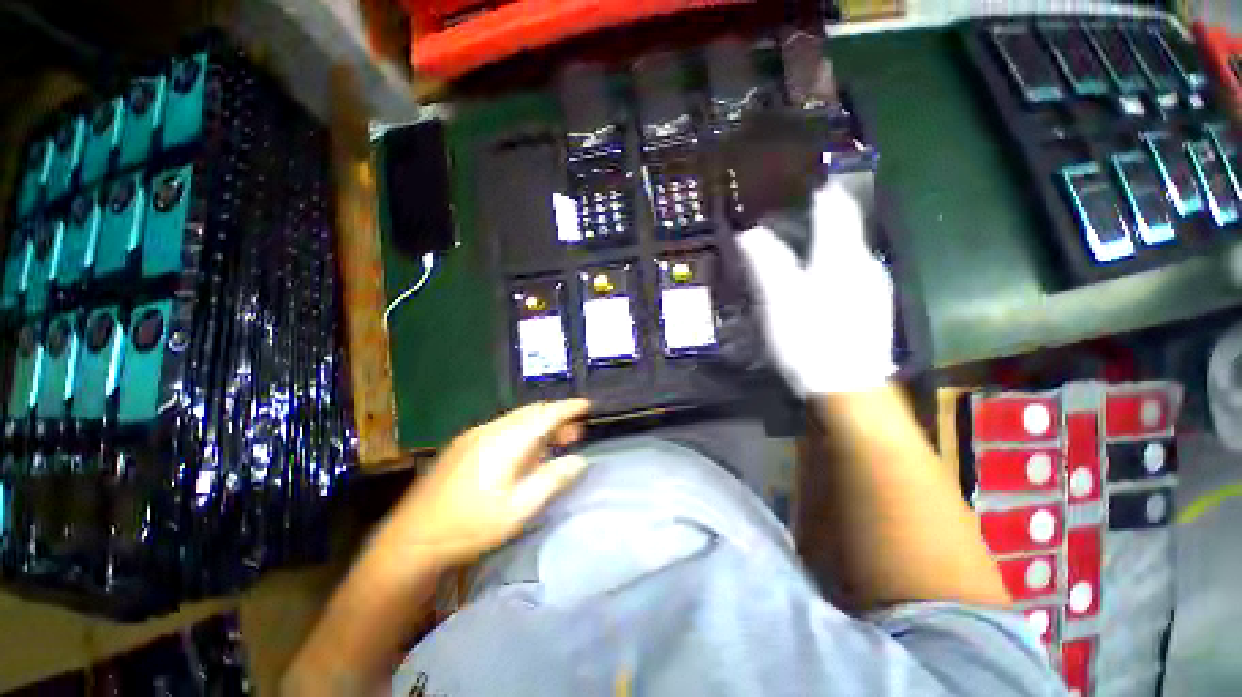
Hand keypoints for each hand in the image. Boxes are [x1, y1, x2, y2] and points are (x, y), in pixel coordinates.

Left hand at [371, 399, 591, 570]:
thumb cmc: (470, 525)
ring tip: (554, 445)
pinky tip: (523, 455)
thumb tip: (579, 460)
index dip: (568, 408)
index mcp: (506, 441)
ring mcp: (474, 436)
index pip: (545, 414)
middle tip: (575, 433)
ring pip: (516, 420)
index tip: (587, 406)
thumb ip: (552, 479)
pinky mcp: (463, 445)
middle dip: (556, 418)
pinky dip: (522, 433)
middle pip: (531, 413)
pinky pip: (502, 429)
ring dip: (539, 427)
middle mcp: (490, 430)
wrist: (411, 539)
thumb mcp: (519, 508)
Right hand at [737, 182, 895, 395]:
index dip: (819, 189)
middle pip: (845, 226)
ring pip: (848, 250)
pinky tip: (816, 281)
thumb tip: (749, 232)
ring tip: (799, 245)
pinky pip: (852, 271)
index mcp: (842, 255)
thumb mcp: (779, 299)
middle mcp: (865, 262)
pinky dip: (832, 264)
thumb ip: (765, 261)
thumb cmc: (810, 338)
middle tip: (789, 216)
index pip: (836, 206)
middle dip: (820, 215)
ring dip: (825, 241)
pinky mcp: (873, 305)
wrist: (848, 387)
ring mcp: (873, 285)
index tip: (800, 181)